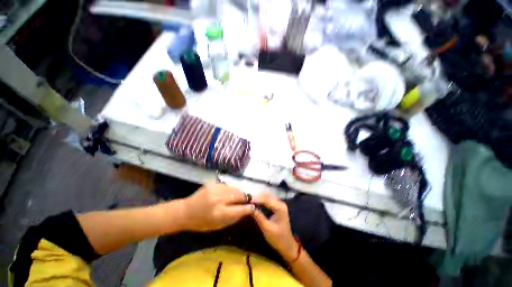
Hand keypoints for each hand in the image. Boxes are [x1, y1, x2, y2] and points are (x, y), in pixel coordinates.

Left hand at [181, 183, 254, 230]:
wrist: (186, 211)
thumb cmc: (201, 222)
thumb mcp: (218, 226)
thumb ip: (233, 218)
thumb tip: (246, 210)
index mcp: (219, 213)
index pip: (239, 209)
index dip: (249, 208)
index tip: (254, 207)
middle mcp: (218, 199)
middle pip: (239, 195)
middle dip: (245, 197)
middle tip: (247, 200)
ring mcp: (215, 189)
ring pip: (234, 188)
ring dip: (238, 192)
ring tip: (238, 196)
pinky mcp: (213, 183)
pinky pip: (227, 185)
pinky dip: (231, 189)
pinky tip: (229, 193)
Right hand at [251, 192, 297, 261]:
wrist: (288, 245)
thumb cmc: (278, 238)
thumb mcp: (267, 229)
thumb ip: (258, 217)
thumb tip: (249, 208)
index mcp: (280, 208)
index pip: (266, 199)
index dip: (257, 199)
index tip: (247, 201)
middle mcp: (280, 203)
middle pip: (267, 195)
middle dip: (257, 197)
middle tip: (248, 201)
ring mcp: (279, 204)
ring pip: (267, 196)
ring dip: (259, 197)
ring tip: (250, 201)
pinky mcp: (277, 206)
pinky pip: (268, 199)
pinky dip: (262, 199)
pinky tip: (256, 202)